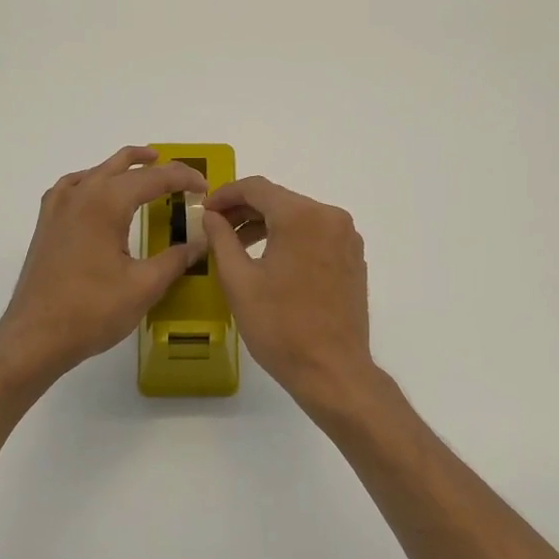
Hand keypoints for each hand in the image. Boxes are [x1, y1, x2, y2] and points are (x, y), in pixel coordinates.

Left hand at [0, 146, 207, 381]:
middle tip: (183, 178)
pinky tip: (99, 194)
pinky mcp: (46, 224)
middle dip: (156, 167)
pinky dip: (94, 181)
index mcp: (106, 203)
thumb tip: (200, 242)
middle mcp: (80, 195)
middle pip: (122, 166)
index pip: (154, 178)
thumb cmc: (92, 310)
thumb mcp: (144, 286)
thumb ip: (176, 259)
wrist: (35, 336)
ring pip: (96, 171)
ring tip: (146, 166)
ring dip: (123, 167)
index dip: (183, 178)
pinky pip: (73, 186)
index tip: (205, 189)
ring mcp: (58, 208)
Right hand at [201, 176, 376, 408]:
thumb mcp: (239, 282)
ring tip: (238, 245)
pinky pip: (316, 234)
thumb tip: (211, 216)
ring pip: (299, 217)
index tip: (205, 210)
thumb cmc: (280, 327)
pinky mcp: (354, 257)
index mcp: (302, 217)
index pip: (257, 188)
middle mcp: (331, 217)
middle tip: (216, 227)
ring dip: (267, 224)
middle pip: (280, 200)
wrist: (332, 370)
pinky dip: (291, 238)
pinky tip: (272, 260)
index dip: (226, 194)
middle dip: (245, 210)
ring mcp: (347, 237)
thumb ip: (221, 239)